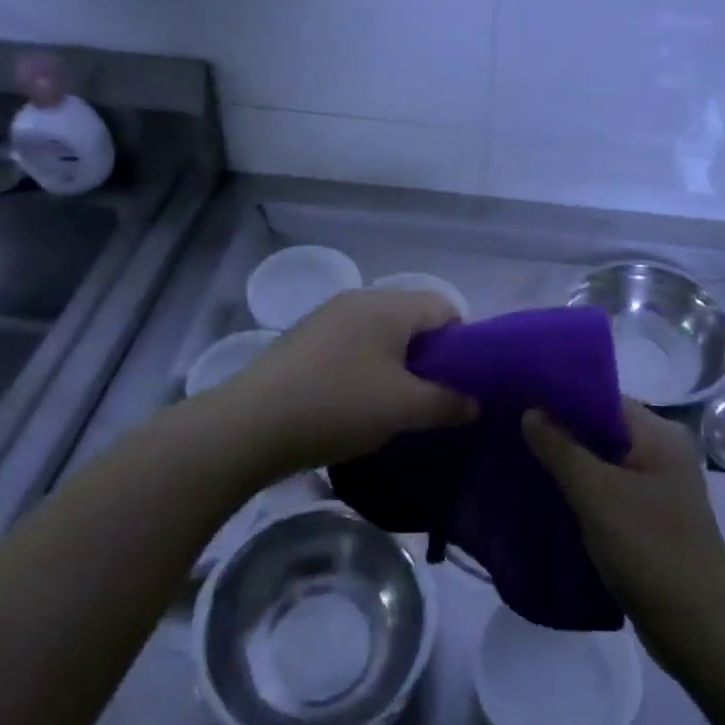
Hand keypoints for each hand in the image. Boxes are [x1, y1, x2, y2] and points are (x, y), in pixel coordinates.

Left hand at [220, 288, 474, 480]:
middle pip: (413, 319)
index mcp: (389, 305)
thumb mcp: (404, 408)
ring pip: (381, 334)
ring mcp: (327, 317)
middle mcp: (359, 299)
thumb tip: (475, 401)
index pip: (445, 307)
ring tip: (395, 407)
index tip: (461, 383)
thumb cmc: (338, 405)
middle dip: (431, 357)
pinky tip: (356, 404)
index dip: (463, 343)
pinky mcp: (305, 339)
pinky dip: (366, 368)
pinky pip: (353, 345)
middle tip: (432, 399)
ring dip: (397, 365)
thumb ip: (448, 402)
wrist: (250, 424)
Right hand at [525, 400, 724, 674]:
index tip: (516, 397)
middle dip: (556, 430)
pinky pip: (605, 489)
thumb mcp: (598, 496)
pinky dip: (577, 490)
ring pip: (600, 461)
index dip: (559, 396)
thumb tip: (530, 410)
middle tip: (508, 429)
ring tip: (516, 458)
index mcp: (658, 433)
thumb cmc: (651, 552)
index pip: (601, 397)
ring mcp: (656, 486)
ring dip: (564, 462)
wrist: (700, 633)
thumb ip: (560, 449)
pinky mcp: (648, 518)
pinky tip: (543, 495)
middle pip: (599, 427)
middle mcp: (661, 451)